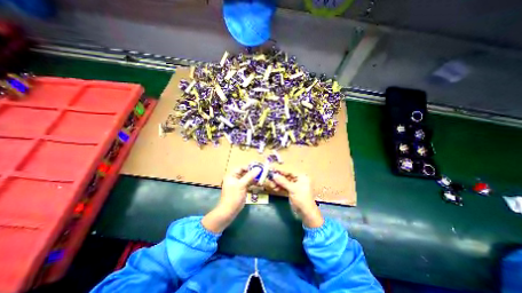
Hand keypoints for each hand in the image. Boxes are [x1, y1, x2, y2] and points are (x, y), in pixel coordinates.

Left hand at [200, 167, 256, 233]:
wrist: (229, 211)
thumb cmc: (233, 196)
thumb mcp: (242, 185)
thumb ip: (250, 176)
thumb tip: (258, 168)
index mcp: (232, 175)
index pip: (242, 168)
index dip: (250, 167)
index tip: (259, 167)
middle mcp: (235, 178)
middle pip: (245, 172)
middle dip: (254, 173)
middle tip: (262, 173)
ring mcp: (239, 184)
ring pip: (248, 178)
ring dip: (255, 178)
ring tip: (262, 178)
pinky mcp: (242, 189)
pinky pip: (249, 184)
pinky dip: (254, 183)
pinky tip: (260, 184)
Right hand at [272, 170, 324, 228]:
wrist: (306, 213)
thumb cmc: (301, 198)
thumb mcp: (292, 189)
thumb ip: (282, 181)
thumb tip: (274, 175)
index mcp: (302, 177)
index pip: (289, 172)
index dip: (280, 171)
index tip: (272, 170)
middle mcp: (299, 179)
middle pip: (286, 177)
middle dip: (278, 179)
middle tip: (270, 179)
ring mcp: (296, 186)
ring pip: (285, 182)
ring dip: (278, 183)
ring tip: (272, 186)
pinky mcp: (293, 191)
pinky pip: (285, 187)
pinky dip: (280, 187)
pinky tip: (275, 189)